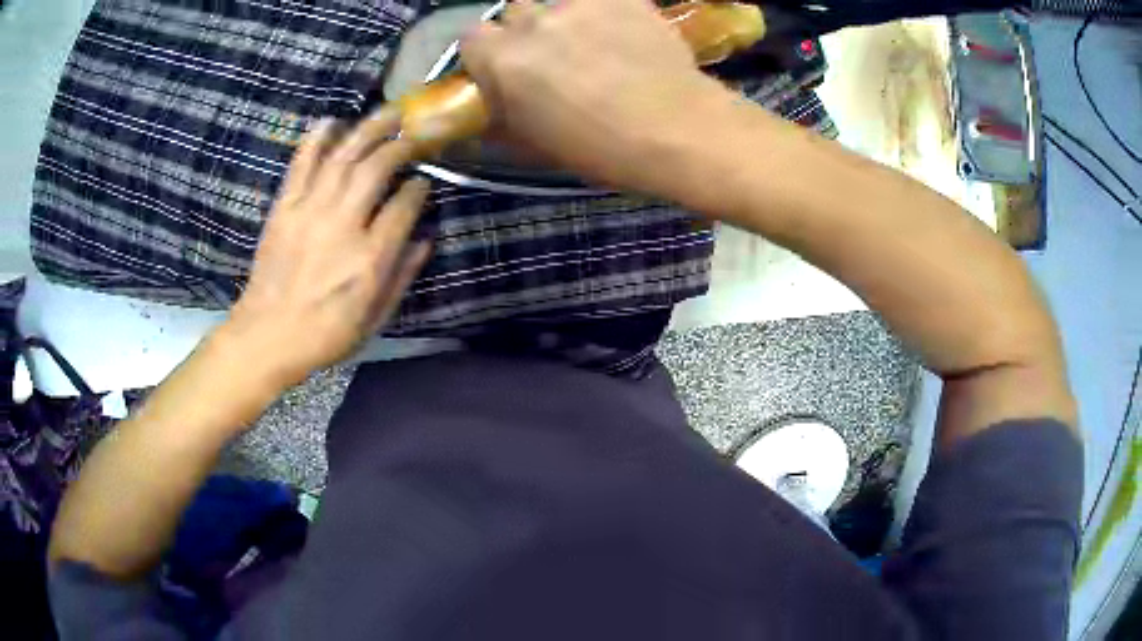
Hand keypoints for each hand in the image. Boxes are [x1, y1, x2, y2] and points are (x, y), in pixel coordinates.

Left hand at [222, 109, 431, 388]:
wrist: (266, 337)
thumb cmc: (325, 334)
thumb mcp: (374, 319)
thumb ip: (402, 277)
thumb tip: (425, 240)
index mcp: (370, 258)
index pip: (404, 205)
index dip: (419, 188)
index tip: (424, 181)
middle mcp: (343, 225)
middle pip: (376, 169)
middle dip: (400, 145)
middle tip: (416, 132)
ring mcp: (310, 212)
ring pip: (343, 157)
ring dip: (368, 130)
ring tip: (389, 112)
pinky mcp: (284, 208)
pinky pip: (302, 165)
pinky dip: (316, 140)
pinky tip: (331, 121)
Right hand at [461, 0, 726, 190]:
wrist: (677, 131)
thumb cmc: (601, 149)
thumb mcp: (535, 145)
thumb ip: (500, 120)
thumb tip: (486, 113)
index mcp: (504, 59)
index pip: (470, 38)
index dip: (485, 53)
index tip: (501, 68)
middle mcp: (534, 21)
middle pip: (514, 12)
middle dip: (524, 31)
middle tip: (551, 55)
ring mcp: (580, 3)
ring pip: (556, 1)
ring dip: (562, 18)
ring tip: (590, 41)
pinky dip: (604, 12)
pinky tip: (623, 34)